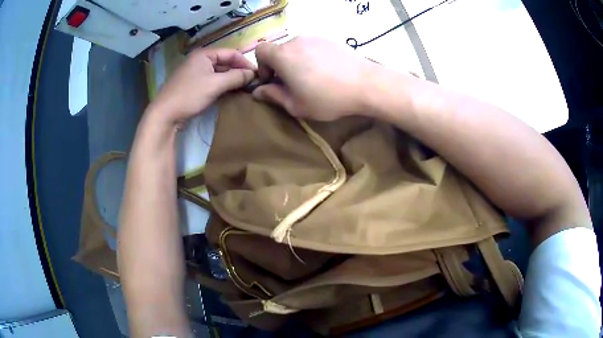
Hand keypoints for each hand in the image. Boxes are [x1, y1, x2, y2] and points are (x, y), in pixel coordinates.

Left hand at [148, 48, 255, 125]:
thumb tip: (253, 74)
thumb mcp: (215, 84)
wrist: (164, 115)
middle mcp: (199, 60)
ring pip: (219, 73)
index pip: (231, 53)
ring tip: (244, 88)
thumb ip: (236, 77)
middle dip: (239, 71)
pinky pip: (212, 81)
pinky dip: (222, 86)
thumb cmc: (189, 95)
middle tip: (252, 83)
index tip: (257, 75)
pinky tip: (230, 93)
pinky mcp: (193, 85)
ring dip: (231, 80)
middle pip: (225, 62)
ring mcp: (195, 73)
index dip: (245, 63)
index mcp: (204, 54)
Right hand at [252, 36, 378, 120]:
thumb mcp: (296, 105)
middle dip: (281, 66)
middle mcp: (296, 41)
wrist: (365, 84)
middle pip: (279, 50)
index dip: (262, 65)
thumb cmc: (327, 98)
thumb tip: (257, 91)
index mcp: (283, 55)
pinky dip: (312, 57)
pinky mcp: (329, 39)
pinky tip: (327, 71)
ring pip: (297, 48)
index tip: (274, 79)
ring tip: (313, 78)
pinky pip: (313, 47)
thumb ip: (273, 96)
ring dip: (297, 61)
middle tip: (294, 84)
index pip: (260, 50)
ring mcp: (314, 37)